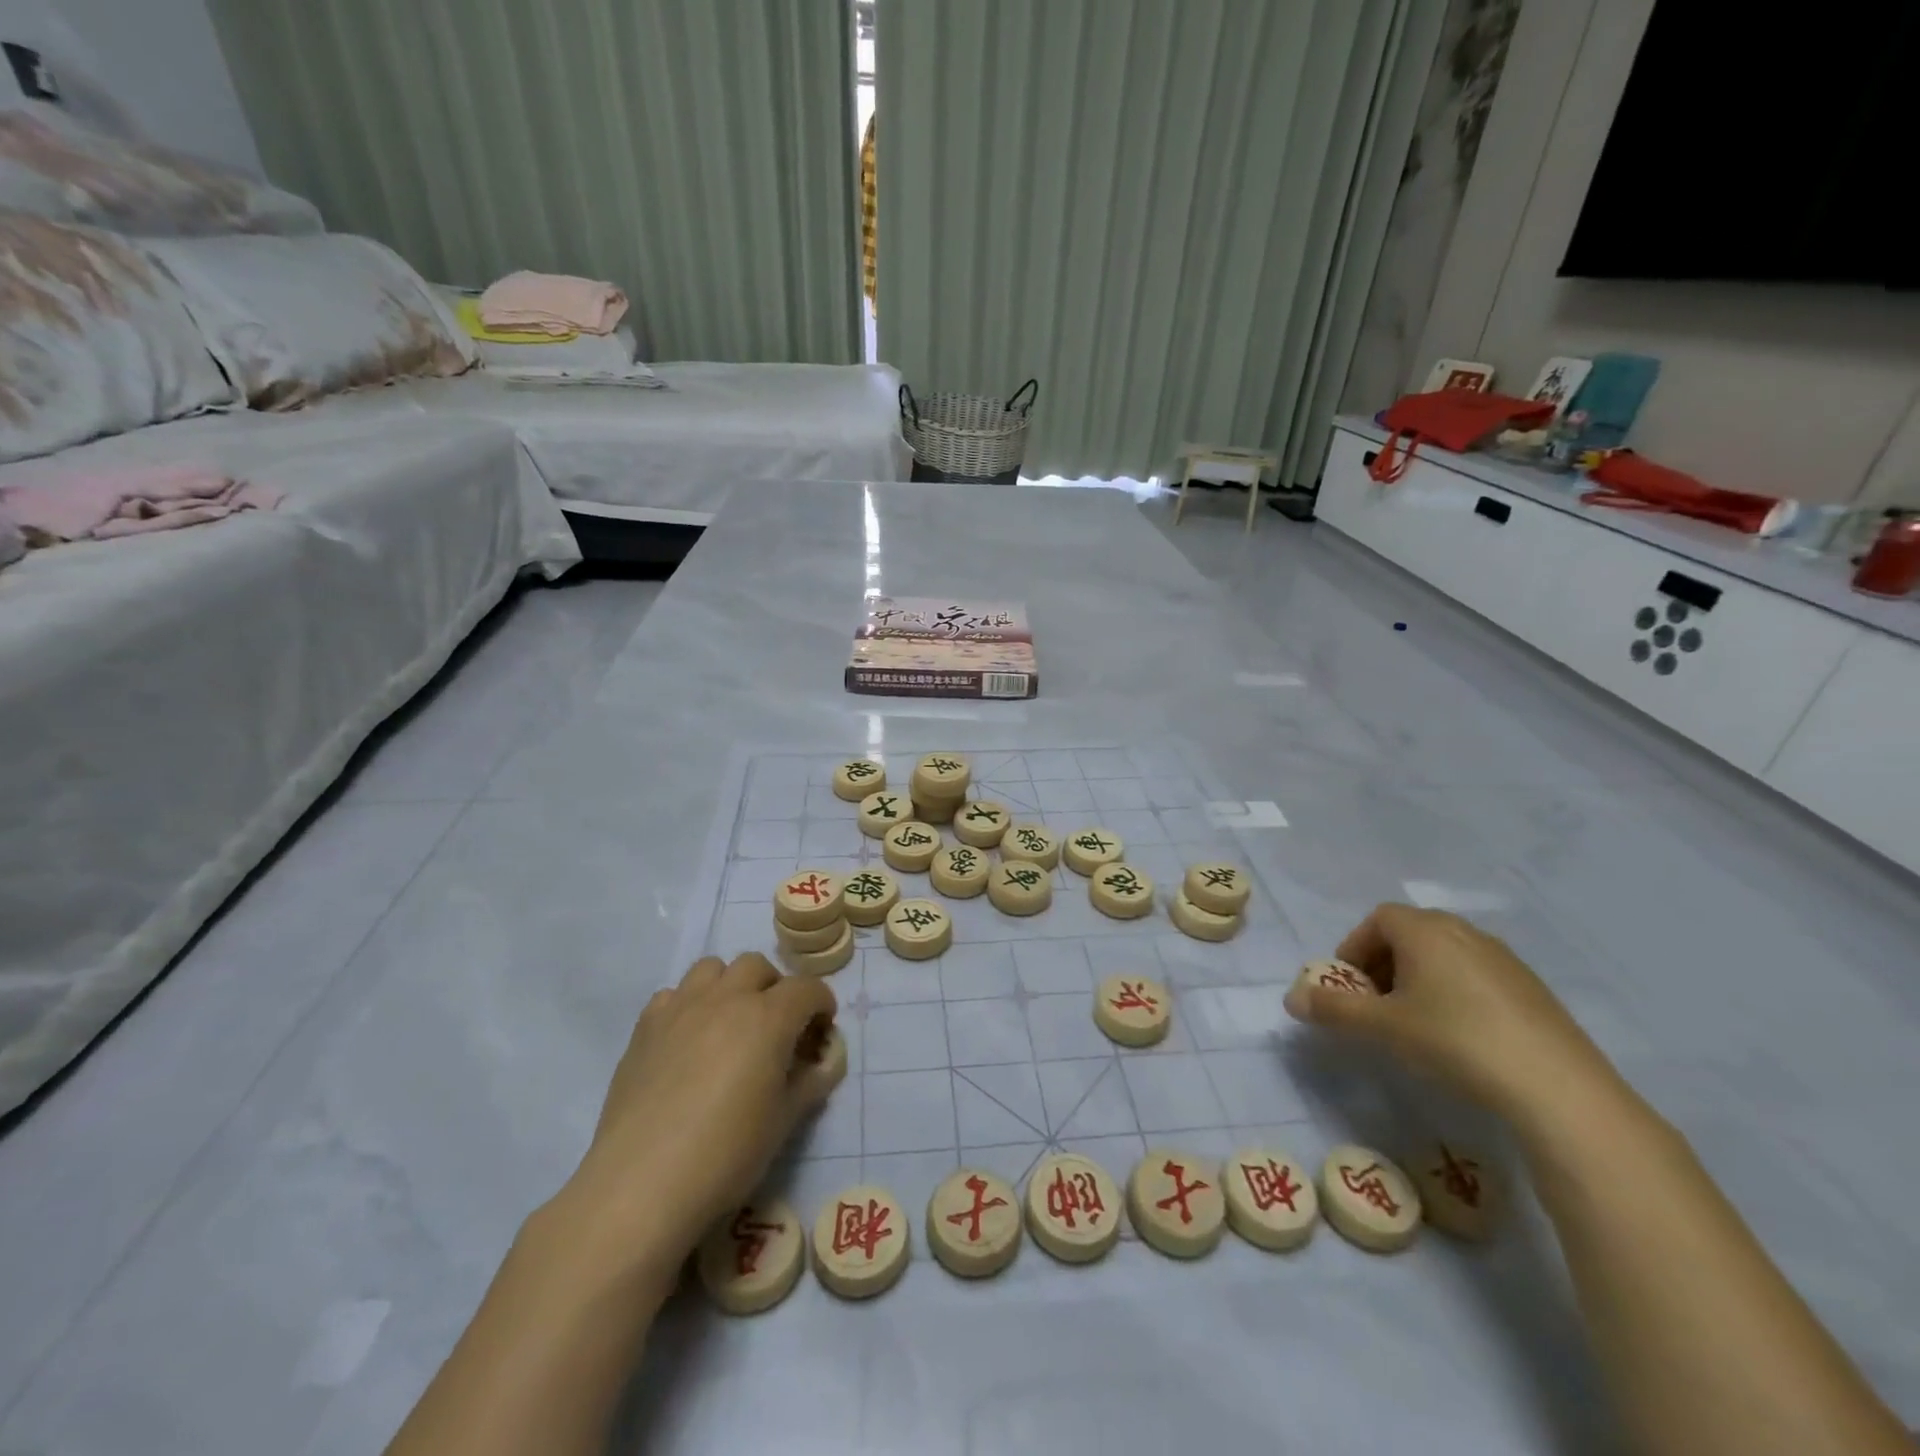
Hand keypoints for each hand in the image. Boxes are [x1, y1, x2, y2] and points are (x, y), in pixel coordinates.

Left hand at [559, 953, 841, 1267]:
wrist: (642, 1184)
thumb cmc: (727, 1154)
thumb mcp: (785, 1121)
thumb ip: (812, 1080)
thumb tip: (827, 1060)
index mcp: (768, 1018)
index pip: (807, 988)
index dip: (821, 1004)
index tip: (822, 1030)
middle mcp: (727, 998)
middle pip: (758, 966)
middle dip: (775, 988)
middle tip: (776, 1026)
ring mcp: (681, 1008)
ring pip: (713, 968)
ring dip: (730, 985)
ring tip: (730, 1022)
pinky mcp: (646, 1026)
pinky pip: (673, 994)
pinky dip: (688, 1005)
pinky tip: (687, 1040)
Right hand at [1285, 904, 1617, 1122]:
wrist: (1557, 1087)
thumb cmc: (1454, 1040)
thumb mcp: (1382, 1027)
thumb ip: (1332, 1009)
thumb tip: (1290, 999)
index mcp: (1425, 930)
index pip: (1377, 919)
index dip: (1355, 948)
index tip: (1350, 986)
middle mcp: (1464, 932)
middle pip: (1410, 932)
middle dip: (1384, 962)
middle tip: (1376, 1003)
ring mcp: (1504, 959)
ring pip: (1445, 954)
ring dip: (1419, 977)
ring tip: (1415, 1021)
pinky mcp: (1532, 989)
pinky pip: (1477, 975)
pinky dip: (1455, 992)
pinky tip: (1461, 1035)